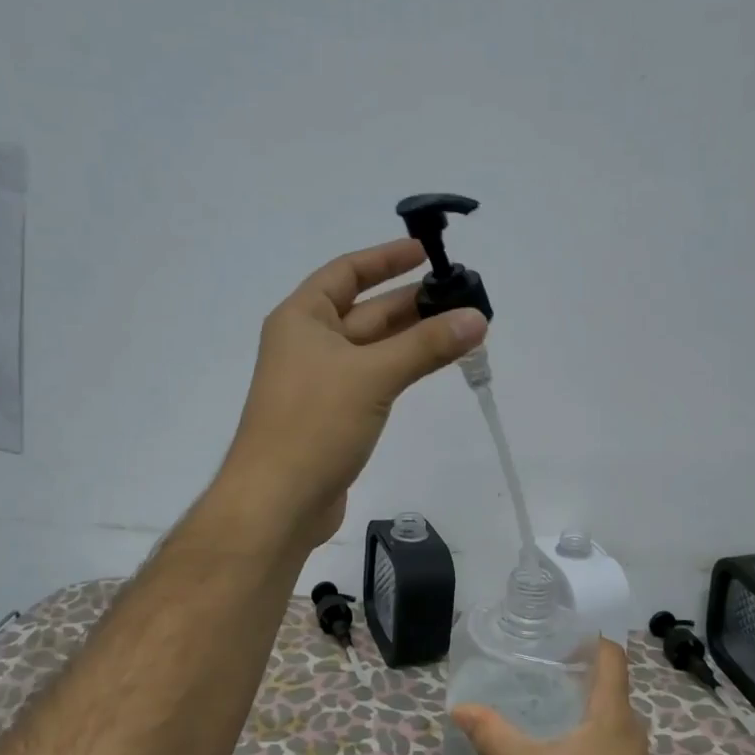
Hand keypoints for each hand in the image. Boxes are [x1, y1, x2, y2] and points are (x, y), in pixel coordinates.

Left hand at [217, 237, 487, 547]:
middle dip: (412, 301)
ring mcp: (322, 382)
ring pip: (375, 347)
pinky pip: (375, 378)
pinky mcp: (335, 415)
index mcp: (302, 318)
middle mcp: (309, 343)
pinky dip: (404, 368)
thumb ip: (426, 346)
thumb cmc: (314, 424)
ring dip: (415, 337)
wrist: (277, 502)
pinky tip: (436, 365)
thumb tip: (477, 318)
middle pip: (366, 310)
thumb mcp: (372, 375)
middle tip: (462, 295)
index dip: (386, 259)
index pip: (346, 271)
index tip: (427, 252)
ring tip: (463, 327)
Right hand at [452, 640, 668, 754]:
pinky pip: (605, 733)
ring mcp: (631, 754)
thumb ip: (495, 737)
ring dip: (577, 696)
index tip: (554, 632)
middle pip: (607, 679)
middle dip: (574, 665)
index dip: (588, 636)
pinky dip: (582, 723)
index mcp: (612, 713)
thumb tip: (460, 708)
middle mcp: (628, 726)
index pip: (612, 655)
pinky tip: (554, 740)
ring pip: (606, 708)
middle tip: (533, 661)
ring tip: (537, 694)